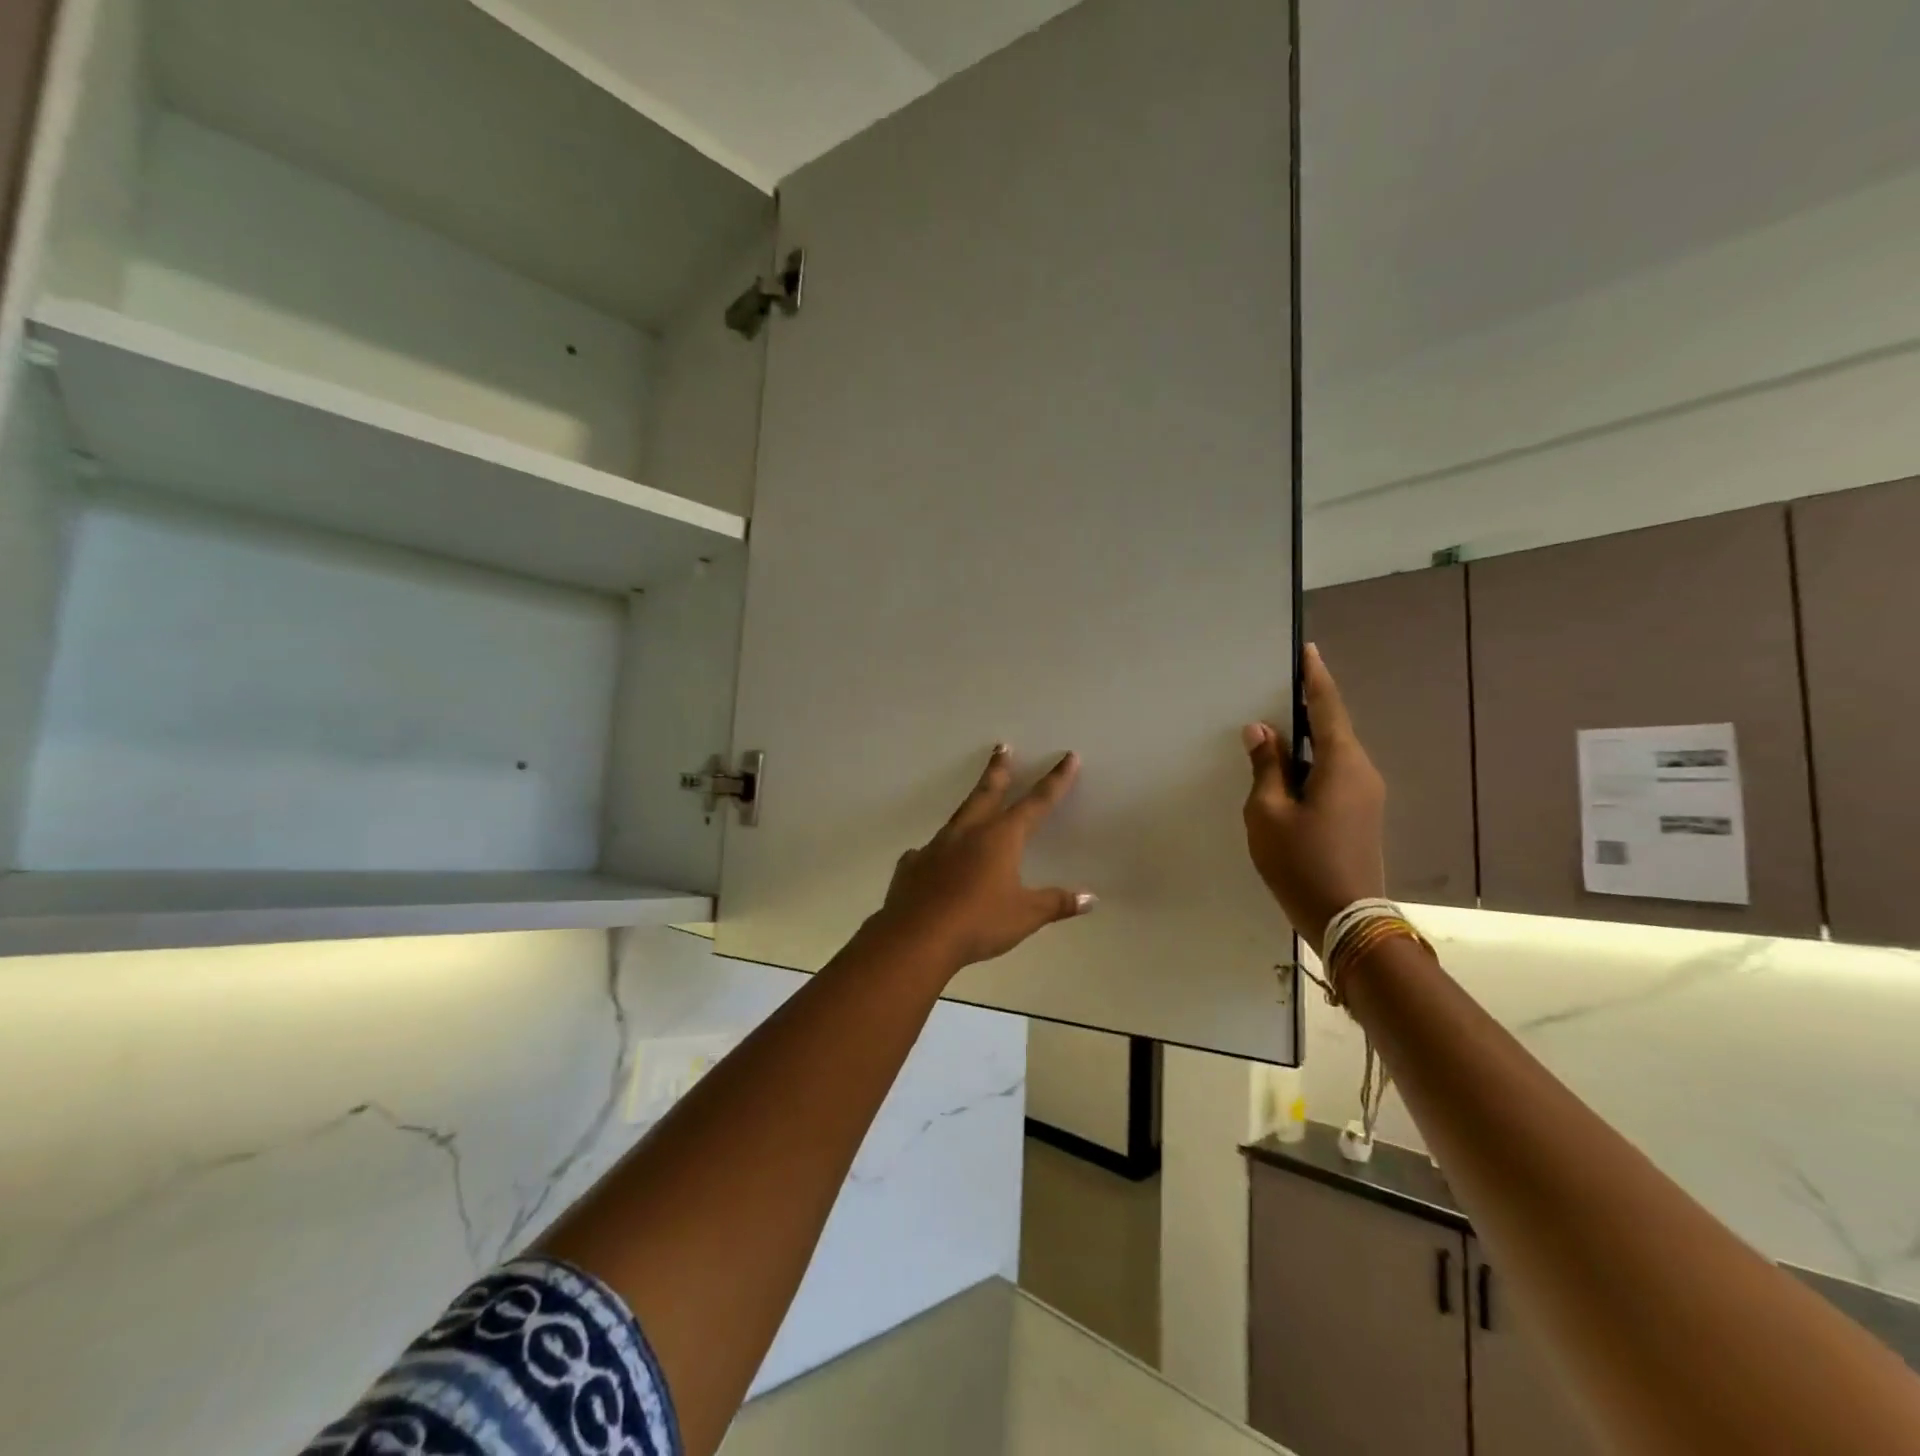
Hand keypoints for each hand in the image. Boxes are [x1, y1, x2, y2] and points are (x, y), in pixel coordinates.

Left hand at [873, 746, 1095, 972]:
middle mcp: (968, 832)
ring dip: (970, 805)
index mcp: (1000, 838)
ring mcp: (936, 846)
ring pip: (958, 817)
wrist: (917, 937)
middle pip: (987, 793)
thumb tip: (1090, 899)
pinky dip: (939, 851)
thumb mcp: (1025, 916)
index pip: (1036, 803)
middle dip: (998, 770)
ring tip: (975, 803)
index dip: (1055, 781)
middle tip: (1001, 747)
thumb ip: (1056, 903)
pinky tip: (936, 860)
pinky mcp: (912, 865)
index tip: (1067, 757)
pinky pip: (929, 852)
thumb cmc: (979, 922)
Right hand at [1242, 644, 1386, 951]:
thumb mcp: (1268, 812)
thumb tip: (1261, 730)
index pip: (1327, 708)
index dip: (1315, 679)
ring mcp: (1366, 795)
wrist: (1347, 918)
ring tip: (1274, 733)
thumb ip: (1266, 767)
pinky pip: (1334, 774)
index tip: (1308, 651)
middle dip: (1306, 708)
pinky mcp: (1361, 813)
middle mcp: (1362, 772)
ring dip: (1306, 741)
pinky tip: (1287, 772)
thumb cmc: (1301, 861)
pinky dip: (1311, 764)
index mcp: (1342, 764)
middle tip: (1276, 691)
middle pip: (1332, 729)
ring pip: (1332, 754)